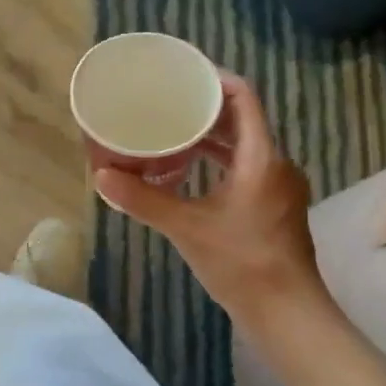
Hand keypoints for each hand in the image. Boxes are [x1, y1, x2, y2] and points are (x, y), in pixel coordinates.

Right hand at [95, 74, 326, 319]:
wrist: (286, 311)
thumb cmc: (242, 263)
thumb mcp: (186, 228)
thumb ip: (144, 199)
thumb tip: (100, 176)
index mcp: (262, 158)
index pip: (244, 98)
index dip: (216, 80)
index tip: (184, 74)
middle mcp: (276, 164)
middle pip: (242, 121)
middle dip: (205, 109)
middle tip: (167, 103)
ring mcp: (278, 187)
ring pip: (243, 147)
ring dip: (210, 138)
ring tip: (171, 133)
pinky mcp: (274, 207)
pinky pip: (245, 168)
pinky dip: (218, 162)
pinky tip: (188, 173)